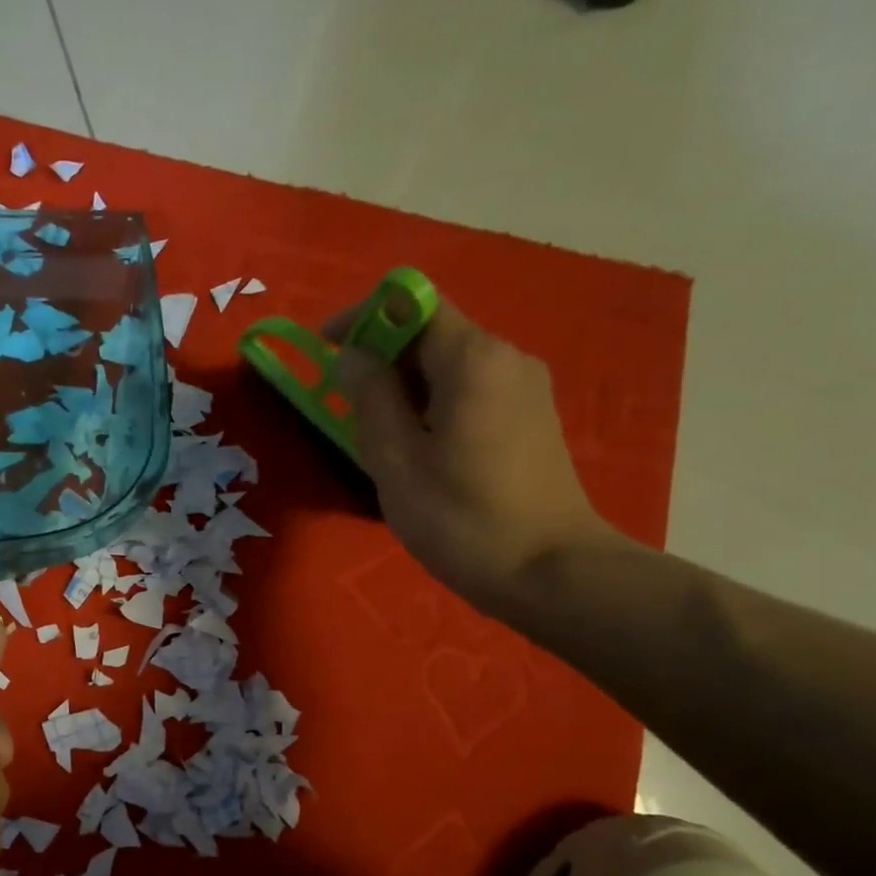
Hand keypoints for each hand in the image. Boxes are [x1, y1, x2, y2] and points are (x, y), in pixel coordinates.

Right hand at [333, 293, 616, 616]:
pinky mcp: (531, 418)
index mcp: (472, 358)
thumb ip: (369, 398)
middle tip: (346, 409)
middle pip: (430, 332)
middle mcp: (505, 357)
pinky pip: (469, 390)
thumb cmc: (462, 519)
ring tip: (379, 439)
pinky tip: (420, 452)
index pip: (410, 303)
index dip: (362, 318)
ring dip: (403, 387)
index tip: (325, 351)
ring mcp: (524, 388)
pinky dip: (432, 404)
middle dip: (380, 359)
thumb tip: (352, 356)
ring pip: (448, 365)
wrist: (551, 573)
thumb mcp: (397, 461)